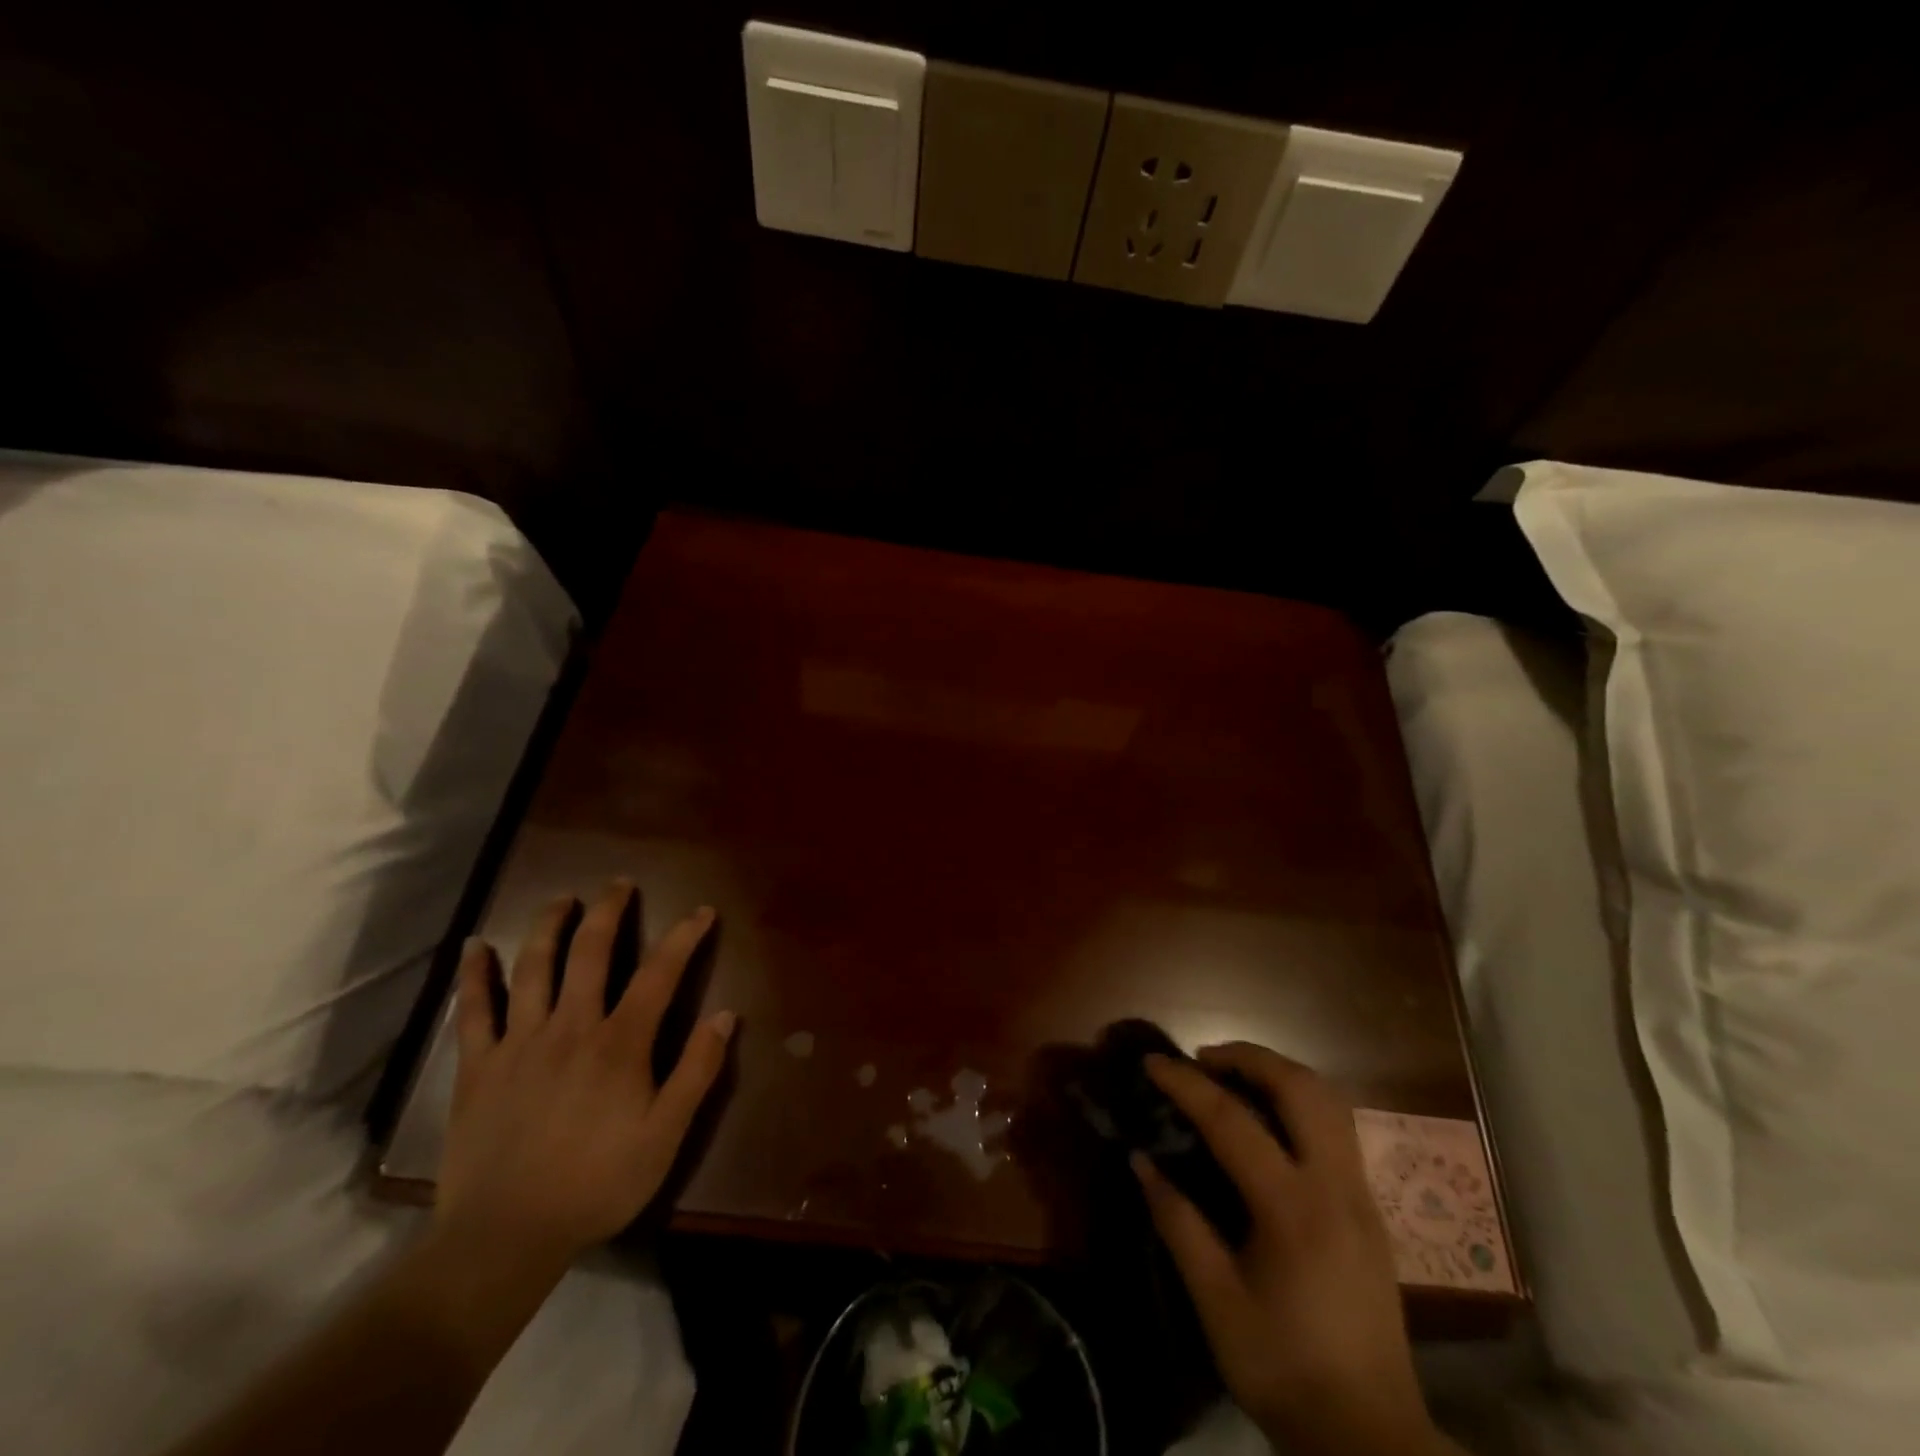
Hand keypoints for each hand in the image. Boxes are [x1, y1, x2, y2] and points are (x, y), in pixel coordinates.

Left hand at [435, 883, 735, 1270]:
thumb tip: (725, 1015)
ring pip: (534, 967)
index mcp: (620, 1042)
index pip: (660, 973)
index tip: (701, 912)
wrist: (504, 1237)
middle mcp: (570, 1026)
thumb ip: (697, 1071)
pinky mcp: (479, 1066)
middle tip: (620, 884)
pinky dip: (474, 976)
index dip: (684, 937)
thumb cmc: (596, 1184)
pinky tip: (474, 947)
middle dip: (609, 911)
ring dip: (549, 926)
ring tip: (563, 899)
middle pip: (591, 952)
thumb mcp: (666, 1135)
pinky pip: (474, 1011)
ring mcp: (520, 1042)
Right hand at [1135, 1045, 1442, 1455]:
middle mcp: (1337, 1187)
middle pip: (1301, 1088)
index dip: (1186, 1085)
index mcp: (1294, 1210)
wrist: (1371, 1437)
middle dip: (1249, 1057)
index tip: (1152, 1062)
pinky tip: (1271, 1121)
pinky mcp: (1372, 1210)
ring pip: (1330, 1100)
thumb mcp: (1216, 1303)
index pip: (1232, 1121)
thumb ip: (1178, 1223)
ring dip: (1280, 1073)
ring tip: (1235, 1077)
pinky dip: (1300, 1101)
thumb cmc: (1284, 1369)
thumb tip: (1140, 1160)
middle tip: (1203, 1059)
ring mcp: (1362, 1195)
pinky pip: (1338, 1127)